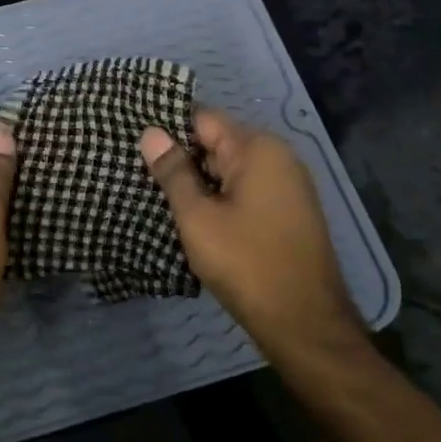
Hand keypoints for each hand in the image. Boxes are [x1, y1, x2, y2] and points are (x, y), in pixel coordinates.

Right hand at [140, 109, 354, 351]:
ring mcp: (287, 185)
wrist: (304, 322)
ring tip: (158, 196)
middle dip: (182, 158)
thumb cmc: (246, 263)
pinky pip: (245, 190)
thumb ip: (173, 172)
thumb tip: (150, 132)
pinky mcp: (288, 211)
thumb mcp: (198, 216)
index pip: (203, 119)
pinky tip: (194, 218)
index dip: (168, 130)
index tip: (136, 144)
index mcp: (258, 148)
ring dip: (199, 182)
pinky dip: (220, 199)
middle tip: (140, 174)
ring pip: (230, 170)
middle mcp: (278, 157)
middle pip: (218, 142)